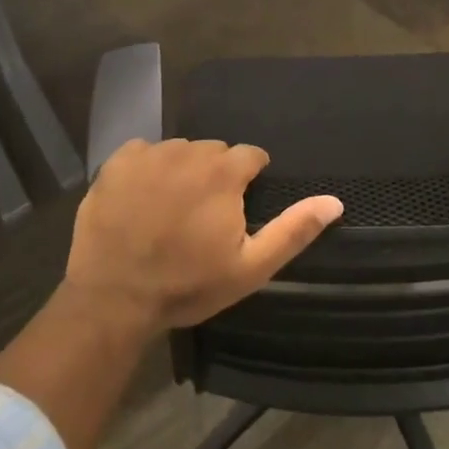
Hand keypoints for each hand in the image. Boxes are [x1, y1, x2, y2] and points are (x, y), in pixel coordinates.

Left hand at [65, 138, 342, 333]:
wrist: (113, 298)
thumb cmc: (187, 284)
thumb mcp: (250, 268)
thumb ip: (293, 230)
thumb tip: (335, 201)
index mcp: (224, 172)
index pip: (251, 156)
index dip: (249, 180)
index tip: (238, 208)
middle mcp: (189, 151)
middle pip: (214, 152)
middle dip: (216, 175)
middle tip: (202, 215)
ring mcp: (150, 154)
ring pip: (179, 151)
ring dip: (182, 171)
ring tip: (170, 210)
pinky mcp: (117, 162)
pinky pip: (143, 153)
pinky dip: (147, 169)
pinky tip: (141, 200)